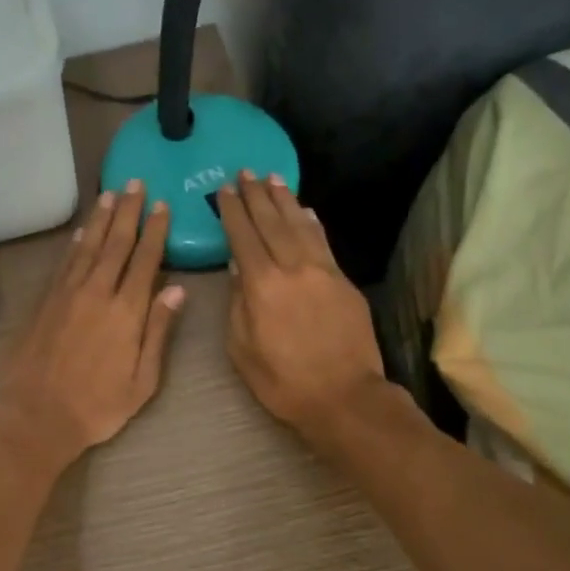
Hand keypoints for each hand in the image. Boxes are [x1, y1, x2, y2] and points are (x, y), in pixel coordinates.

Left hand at [0, 180, 185, 469]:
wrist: (37, 417)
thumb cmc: (98, 406)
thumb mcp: (143, 380)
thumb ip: (159, 331)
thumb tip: (177, 289)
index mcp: (126, 312)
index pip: (145, 260)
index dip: (155, 230)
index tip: (162, 205)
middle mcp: (97, 293)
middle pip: (115, 243)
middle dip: (128, 211)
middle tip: (135, 183)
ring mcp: (67, 294)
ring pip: (87, 246)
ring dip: (100, 219)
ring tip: (110, 194)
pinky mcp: (45, 302)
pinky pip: (64, 263)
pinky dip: (74, 243)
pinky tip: (80, 232)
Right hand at [216, 172, 384, 437]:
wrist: (345, 397)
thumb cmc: (283, 382)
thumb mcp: (242, 350)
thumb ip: (237, 305)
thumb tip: (237, 268)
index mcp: (262, 286)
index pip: (243, 237)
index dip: (233, 211)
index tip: (224, 190)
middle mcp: (293, 268)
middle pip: (271, 223)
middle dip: (257, 196)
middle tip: (246, 172)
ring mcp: (323, 272)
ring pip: (300, 226)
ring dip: (285, 200)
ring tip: (273, 179)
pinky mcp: (344, 281)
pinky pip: (324, 242)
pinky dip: (312, 223)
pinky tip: (305, 211)